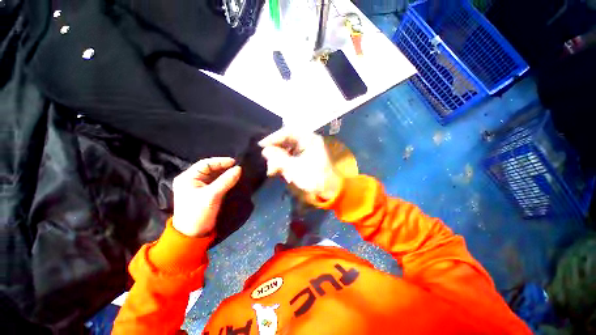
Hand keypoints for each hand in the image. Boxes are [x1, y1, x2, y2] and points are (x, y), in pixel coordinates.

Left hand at [172, 157, 241, 236]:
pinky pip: (217, 183)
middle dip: (224, 167)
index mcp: (188, 178)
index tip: (235, 162)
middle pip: (210, 169)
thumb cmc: (198, 213)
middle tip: (238, 168)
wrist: (193, 235)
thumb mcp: (212, 195)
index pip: (205, 164)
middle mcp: (192, 180)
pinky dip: (225, 181)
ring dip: (225, 174)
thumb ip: (226, 181)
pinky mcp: (206, 193)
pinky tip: (233, 180)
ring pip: (214, 176)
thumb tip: (239, 169)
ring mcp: (199, 187)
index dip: (220, 161)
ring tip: (237, 173)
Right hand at [259, 129, 341, 200]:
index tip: (262, 145)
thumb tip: (265, 150)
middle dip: (276, 154)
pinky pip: (290, 158)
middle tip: (269, 164)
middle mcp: (307, 141)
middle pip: (286, 142)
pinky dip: (285, 165)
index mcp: (309, 139)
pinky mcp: (303, 158)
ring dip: (279, 161)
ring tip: (274, 172)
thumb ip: (279, 158)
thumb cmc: (314, 178)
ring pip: (286, 151)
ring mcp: (305, 150)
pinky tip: (284, 175)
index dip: (274, 137)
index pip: (288, 132)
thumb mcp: (295, 168)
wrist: (329, 190)